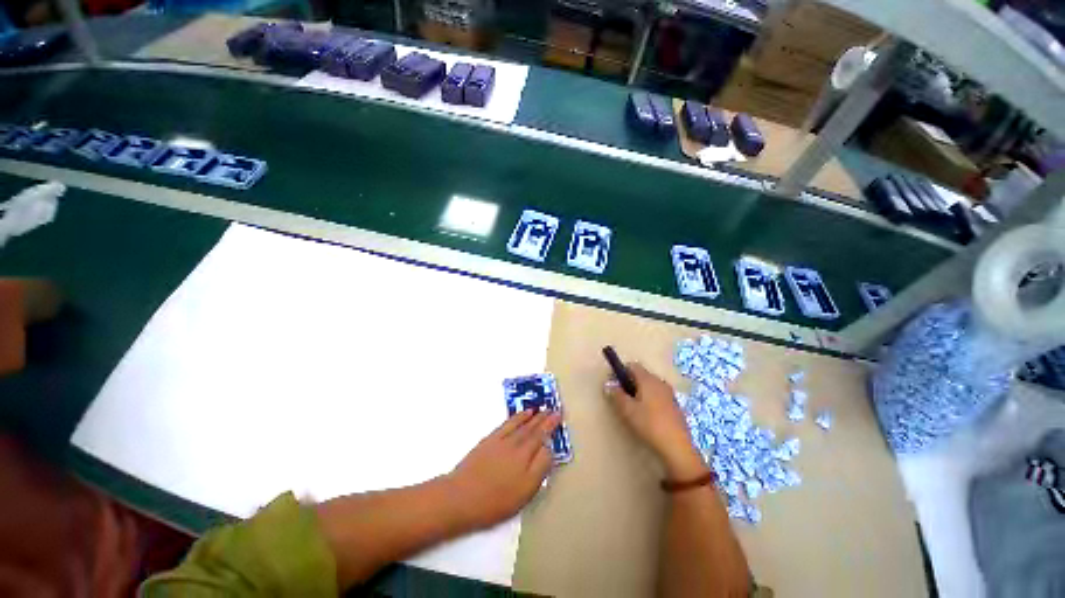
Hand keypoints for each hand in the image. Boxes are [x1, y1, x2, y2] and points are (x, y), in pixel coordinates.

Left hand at [447, 410, 560, 528]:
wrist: (461, 496)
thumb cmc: (496, 500)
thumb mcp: (525, 491)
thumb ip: (540, 468)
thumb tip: (549, 448)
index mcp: (526, 456)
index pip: (542, 437)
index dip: (551, 426)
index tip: (558, 415)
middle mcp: (515, 443)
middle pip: (532, 428)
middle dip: (544, 418)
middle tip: (553, 409)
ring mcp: (501, 440)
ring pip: (521, 424)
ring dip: (532, 416)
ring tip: (540, 409)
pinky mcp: (489, 440)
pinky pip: (507, 423)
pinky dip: (516, 417)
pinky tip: (521, 415)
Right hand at [604, 363, 707, 480]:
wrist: (677, 447)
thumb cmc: (649, 424)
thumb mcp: (627, 410)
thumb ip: (616, 395)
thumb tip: (608, 384)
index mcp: (648, 379)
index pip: (632, 366)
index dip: (621, 371)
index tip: (613, 384)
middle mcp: (660, 382)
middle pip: (641, 375)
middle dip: (630, 383)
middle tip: (621, 397)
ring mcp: (669, 393)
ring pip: (650, 386)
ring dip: (640, 392)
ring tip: (633, 408)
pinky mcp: (675, 405)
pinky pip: (658, 396)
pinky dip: (650, 400)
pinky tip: (647, 416)